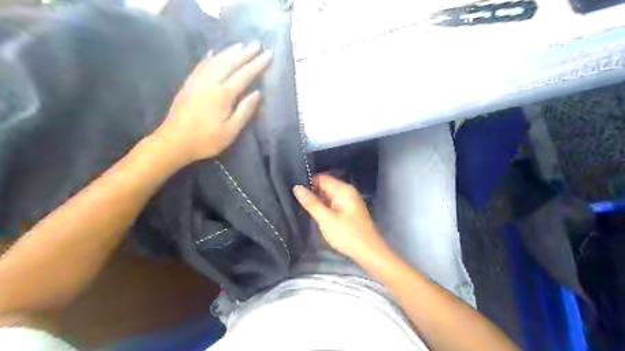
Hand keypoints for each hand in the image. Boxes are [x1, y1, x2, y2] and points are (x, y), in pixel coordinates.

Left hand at [155, 41, 272, 163]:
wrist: (174, 141)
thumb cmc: (206, 140)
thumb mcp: (230, 131)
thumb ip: (244, 111)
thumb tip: (257, 93)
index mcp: (223, 95)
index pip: (244, 75)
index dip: (257, 64)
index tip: (268, 54)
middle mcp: (210, 83)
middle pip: (230, 63)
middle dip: (245, 53)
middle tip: (257, 44)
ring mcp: (197, 82)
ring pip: (215, 61)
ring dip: (229, 51)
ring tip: (240, 45)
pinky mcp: (188, 85)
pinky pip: (200, 66)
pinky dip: (209, 57)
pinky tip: (212, 52)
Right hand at [293, 174, 386, 261]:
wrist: (369, 253)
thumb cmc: (347, 234)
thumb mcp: (326, 219)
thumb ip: (311, 203)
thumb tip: (296, 187)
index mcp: (343, 190)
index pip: (322, 178)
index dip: (307, 181)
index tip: (292, 188)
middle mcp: (347, 192)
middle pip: (325, 186)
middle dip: (311, 191)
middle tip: (292, 197)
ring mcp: (348, 202)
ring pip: (328, 196)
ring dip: (316, 199)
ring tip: (298, 203)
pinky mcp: (348, 212)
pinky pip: (332, 204)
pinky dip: (323, 206)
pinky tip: (313, 211)